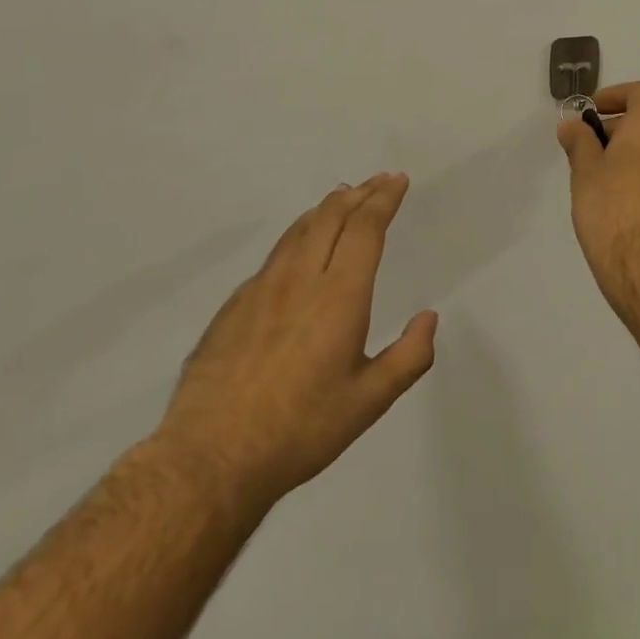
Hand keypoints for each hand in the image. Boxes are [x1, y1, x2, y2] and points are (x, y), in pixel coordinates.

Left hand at [154, 174, 436, 502]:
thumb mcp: (369, 402)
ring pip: (298, 231)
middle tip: (377, 181)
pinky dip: (298, 235)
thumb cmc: (300, 430)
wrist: (210, 457)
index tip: (397, 180)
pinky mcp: (234, 306)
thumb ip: (409, 357)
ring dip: (326, 208)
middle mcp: (300, 280)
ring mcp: (261, 289)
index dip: (383, 199)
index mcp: (339, 297)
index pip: (365, 229)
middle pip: (331, 217)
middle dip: (359, 193)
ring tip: (342, 196)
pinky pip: (274, 255)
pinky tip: (299, 246)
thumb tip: (428, 318)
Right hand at [555, 81, 639, 308]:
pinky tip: (624, 207)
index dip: (617, 95)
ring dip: (634, 157)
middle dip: (619, 131)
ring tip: (602, 183)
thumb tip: (573, 125)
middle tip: (588, 153)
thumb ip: (580, 142)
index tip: (592, 112)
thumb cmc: (613, 211)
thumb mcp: (585, 172)